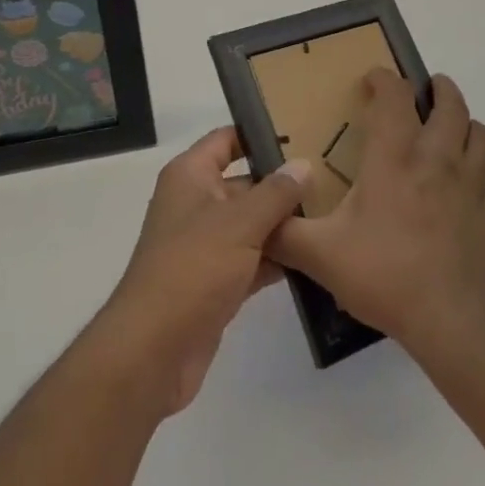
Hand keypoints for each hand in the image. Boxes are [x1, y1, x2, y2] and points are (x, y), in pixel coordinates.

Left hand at [93, 128, 309, 417]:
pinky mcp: (215, 282)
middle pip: (244, 183)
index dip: (259, 133)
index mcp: (191, 176)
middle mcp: (195, 203)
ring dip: (283, 224)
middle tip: (331, 179)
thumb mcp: (239, 223)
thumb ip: (275, 193)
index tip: (302, 133)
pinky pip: (251, 259)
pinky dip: (276, 259)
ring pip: (250, 224)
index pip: (227, 140)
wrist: (153, 352)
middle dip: (281, 184)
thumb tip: (304, 164)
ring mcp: (205, 245)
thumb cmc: (192, 269)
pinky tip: (313, 258)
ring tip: (331, 215)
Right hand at [269, 66, 484, 364]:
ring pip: (484, 140)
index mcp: (394, 158)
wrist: (451, 325)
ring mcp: (473, 190)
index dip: (385, 78)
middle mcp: (437, 161)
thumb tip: (257, 219)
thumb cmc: (384, 276)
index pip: (394, 97)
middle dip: (442, 90)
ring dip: (472, 130)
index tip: (374, 79)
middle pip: (451, 107)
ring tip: (458, 136)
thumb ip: (284, 232)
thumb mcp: (320, 255)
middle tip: (430, 90)